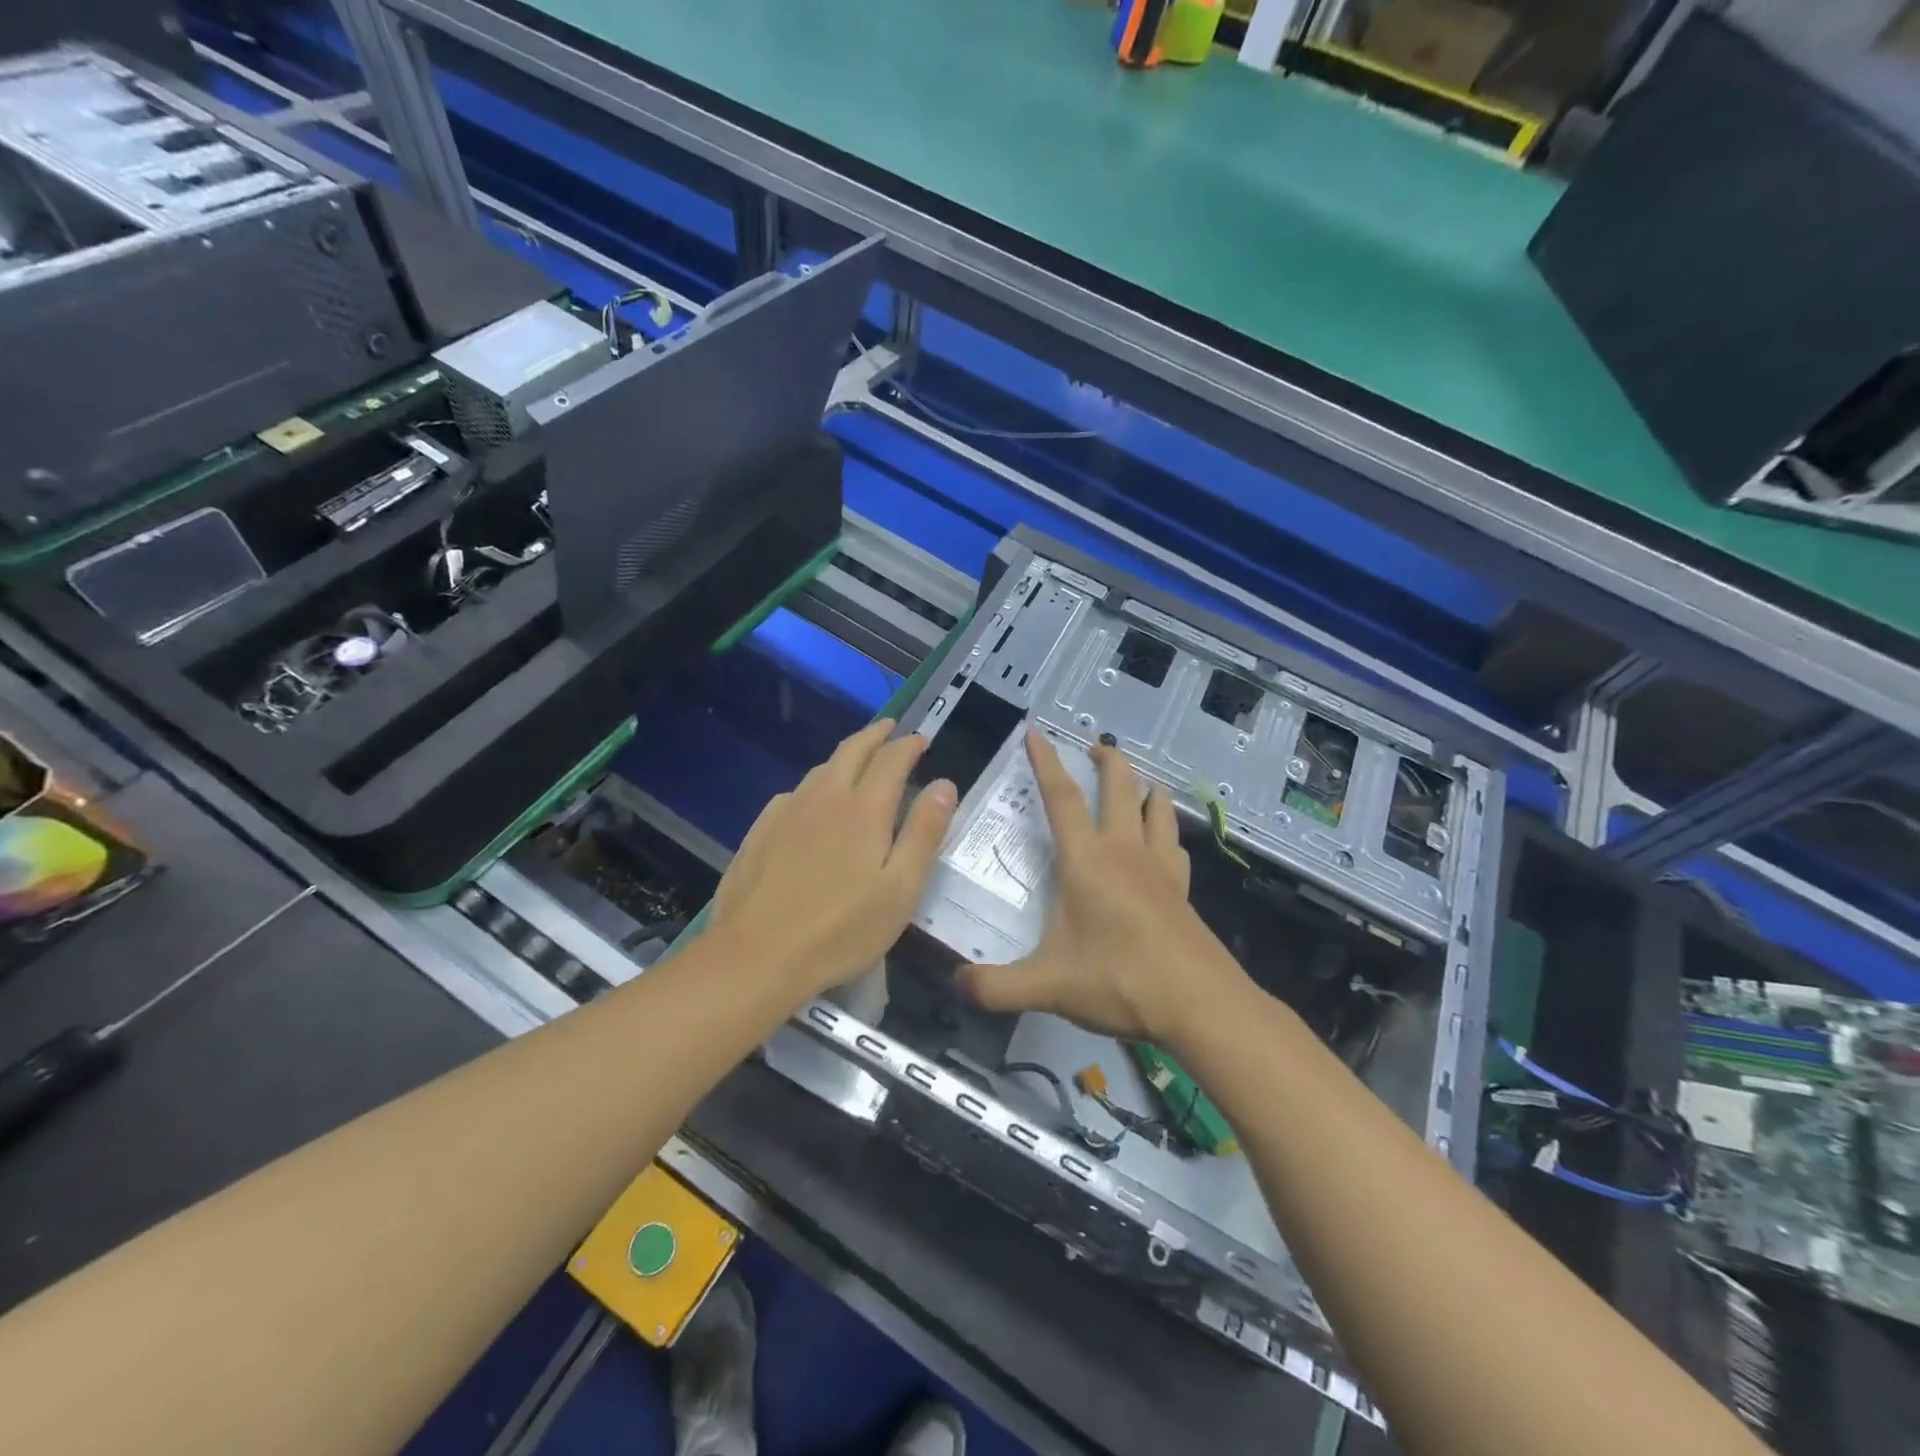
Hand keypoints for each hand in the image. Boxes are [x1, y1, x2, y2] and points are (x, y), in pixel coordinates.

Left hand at [709, 720, 956, 1001]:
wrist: (756, 956)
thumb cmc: (841, 929)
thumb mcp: (900, 889)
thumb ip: (925, 833)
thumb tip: (944, 784)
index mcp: (864, 809)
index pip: (891, 760)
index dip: (909, 745)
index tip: (921, 739)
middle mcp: (824, 798)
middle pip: (852, 751)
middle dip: (875, 735)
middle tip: (890, 728)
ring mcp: (787, 812)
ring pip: (820, 770)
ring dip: (844, 757)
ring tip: (858, 760)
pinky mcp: (760, 831)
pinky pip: (794, 794)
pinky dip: (814, 786)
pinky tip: (812, 803)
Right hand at [960, 731, 1244, 1042]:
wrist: (1199, 1004)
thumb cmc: (1119, 982)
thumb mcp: (1047, 987)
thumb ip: (995, 987)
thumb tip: (956, 983)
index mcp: (1087, 861)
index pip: (1062, 799)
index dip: (1046, 762)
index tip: (1036, 732)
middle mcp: (1126, 852)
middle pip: (1120, 787)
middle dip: (1107, 760)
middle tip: (1094, 745)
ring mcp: (1161, 868)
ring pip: (1157, 808)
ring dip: (1144, 787)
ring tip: (1134, 784)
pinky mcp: (1184, 889)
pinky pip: (1174, 844)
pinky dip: (1165, 829)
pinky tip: (1163, 840)